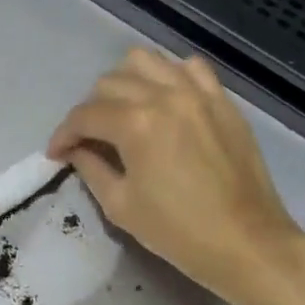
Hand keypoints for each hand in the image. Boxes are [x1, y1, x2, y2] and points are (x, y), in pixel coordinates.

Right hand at [48, 49, 304, 304]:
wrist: (248, 243)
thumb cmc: (178, 232)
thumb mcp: (120, 205)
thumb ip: (90, 167)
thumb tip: (75, 149)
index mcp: (136, 123)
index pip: (84, 115)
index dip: (63, 134)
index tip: (56, 153)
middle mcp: (165, 95)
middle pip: (110, 83)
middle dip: (90, 110)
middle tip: (89, 139)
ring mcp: (198, 93)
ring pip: (146, 61)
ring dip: (125, 82)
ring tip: (124, 111)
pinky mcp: (222, 100)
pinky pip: (189, 67)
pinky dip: (169, 76)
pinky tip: (164, 100)